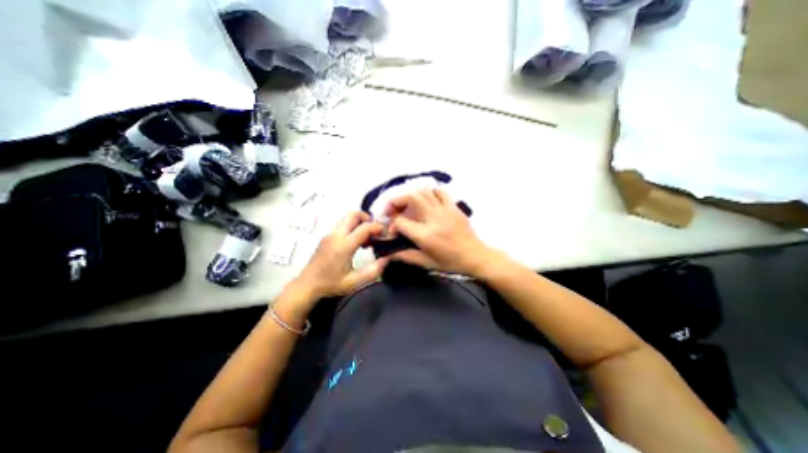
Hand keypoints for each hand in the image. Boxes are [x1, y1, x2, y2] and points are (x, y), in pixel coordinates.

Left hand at [292, 210, 389, 300]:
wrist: (307, 285)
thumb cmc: (331, 284)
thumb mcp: (354, 282)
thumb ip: (373, 271)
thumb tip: (386, 259)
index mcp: (344, 246)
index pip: (364, 228)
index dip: (377, 228)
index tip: (385, 234)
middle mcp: (336, 235)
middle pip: (353, 214)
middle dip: (367, 218)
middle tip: (375, 231)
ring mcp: (330, 234)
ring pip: (347, 218)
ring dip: (360, 223)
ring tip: (367, 239)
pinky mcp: (327, 237)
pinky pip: (342, 225)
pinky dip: (353, 227)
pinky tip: (356, 243)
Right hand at [385, 186, 503, 274]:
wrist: (475, 256)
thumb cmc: (450, 262)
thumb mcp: (426, 263)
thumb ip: (405, 256)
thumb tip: (388, 253)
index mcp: (425, 235)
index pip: (400, 222)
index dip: (392, 225)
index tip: (393, 231)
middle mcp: (433, 219)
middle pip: (410, 197)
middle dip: (396, 200)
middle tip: (393, 209)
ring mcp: (444, 210)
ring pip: (424, 191)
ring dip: (411, 195)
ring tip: (408, 204)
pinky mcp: (453, 207)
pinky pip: (440, 191)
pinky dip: (430, 192)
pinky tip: (427, 200)